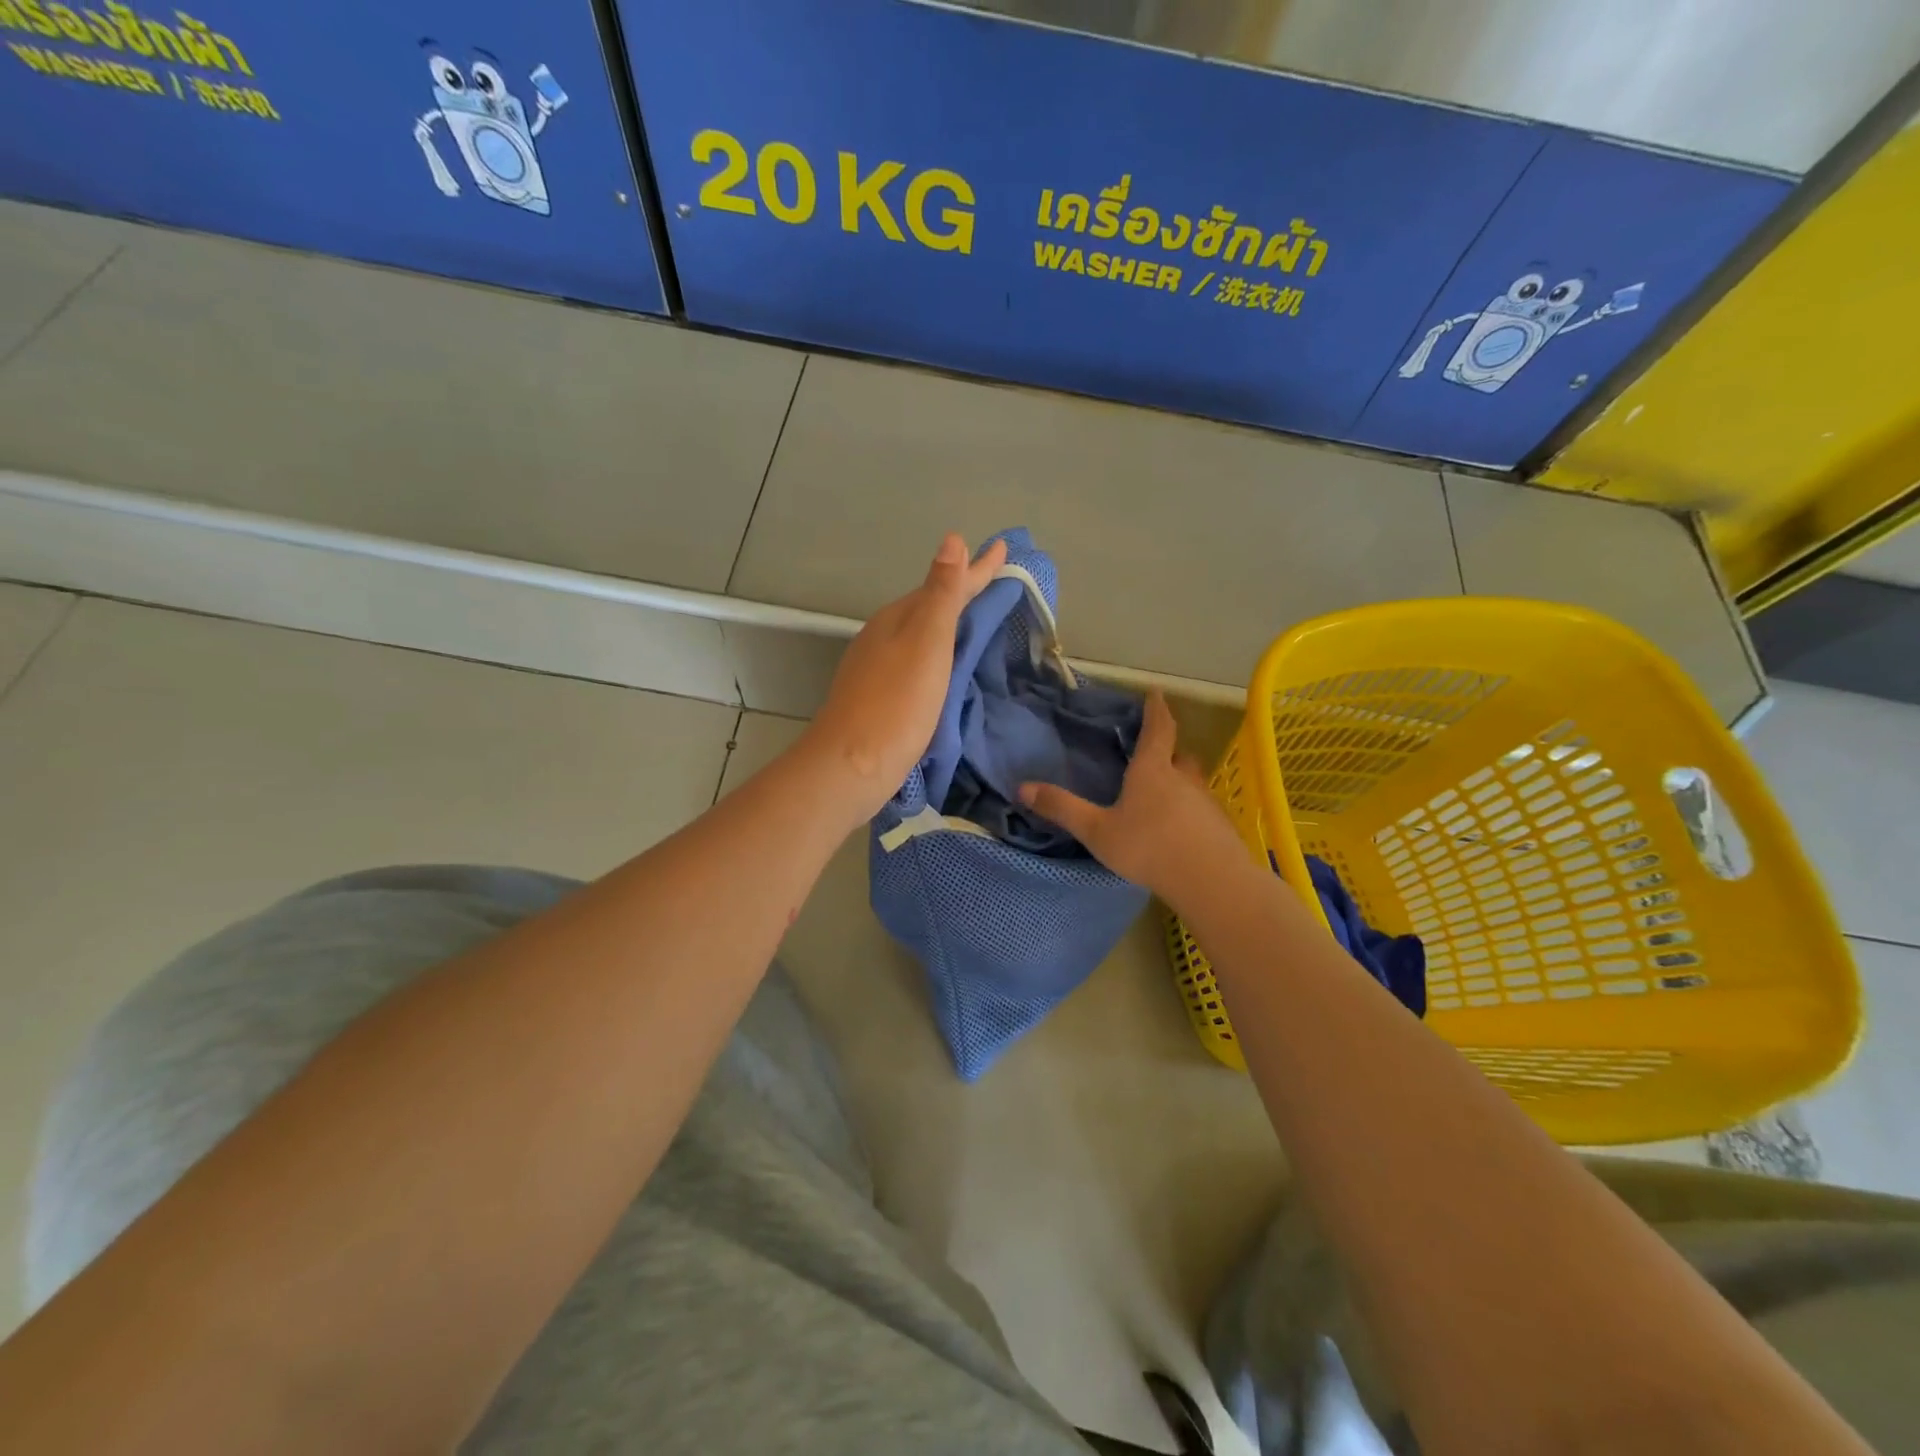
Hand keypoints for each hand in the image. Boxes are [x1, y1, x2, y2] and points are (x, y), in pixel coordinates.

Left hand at [798, 532, 1007, 823]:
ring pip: (920, 634)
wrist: (852, 766)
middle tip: (995, 579)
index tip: (1004, 547)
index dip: (977, 569)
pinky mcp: (879, 698)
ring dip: (949, 622)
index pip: (945, 585)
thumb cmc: (897, 702)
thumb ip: (941, 594)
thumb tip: (952, 540)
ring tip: (976, 617)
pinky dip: (938, 654)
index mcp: (898, 619)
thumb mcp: (926, 642)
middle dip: (962, 590)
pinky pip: (916, 662)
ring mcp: (877, 668)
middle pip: (930, 606)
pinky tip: (946, 666)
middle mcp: (884, 637)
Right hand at [1019, 691, 1250, 901]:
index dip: (1156, 709)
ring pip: (1191, 782)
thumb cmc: (1148, 847)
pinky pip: (1201, 809)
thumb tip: (1022, 787)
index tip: (1155, 692)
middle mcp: (1182, 778)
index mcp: (1152, 770)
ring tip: (1162, 795)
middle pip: (1179, 754)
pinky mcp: (1219, 826)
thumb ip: (1062, 808)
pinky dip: (1190, 810)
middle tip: (1154, 751)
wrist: (1210, 881)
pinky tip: (1179, 830)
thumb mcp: (1096, 830)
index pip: (1158, 728)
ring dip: (1179, 782)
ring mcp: (1205, 802)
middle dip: (1168, 749)